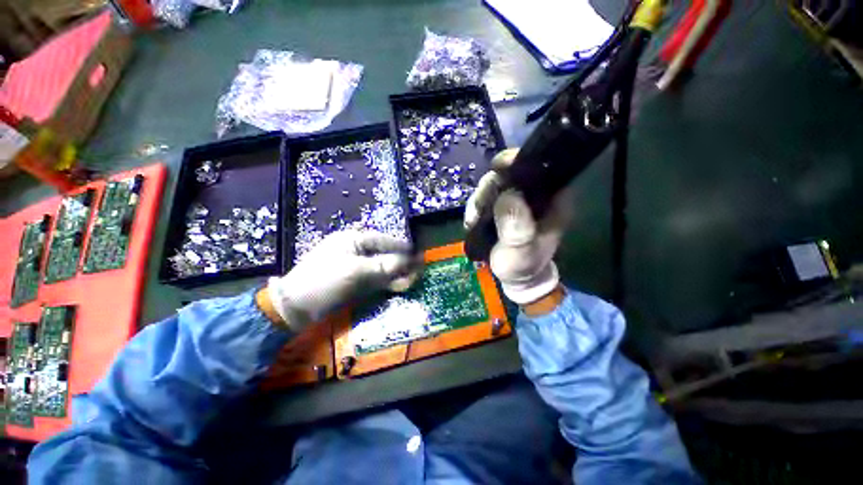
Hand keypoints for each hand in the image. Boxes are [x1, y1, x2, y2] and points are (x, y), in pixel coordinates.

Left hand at [267, 230, 418, 330]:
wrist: (296, 306)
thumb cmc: (324, 280)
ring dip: (396, 274)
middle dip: (400, 262)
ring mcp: (356, 267)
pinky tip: (400, 286)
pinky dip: (388, 282)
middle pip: (384, 254)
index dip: (399, 245)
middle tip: (417, 267)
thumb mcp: (355, 270)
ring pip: (382, 267)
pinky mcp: (356, 281)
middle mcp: (356, 250)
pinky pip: (376, 279)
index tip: (416, 251)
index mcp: (352, 240)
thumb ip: (383, 266)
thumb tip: (407, 261)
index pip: (381, 239)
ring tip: (412, 279)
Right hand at [464, 148, 571, 304]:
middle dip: (490, 186)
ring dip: (479, 199)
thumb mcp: (521, 252)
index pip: (537, 167)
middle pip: (509, 173)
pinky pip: (485, 197)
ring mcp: (516, 199)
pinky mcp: (501, 207)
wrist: (516, 277)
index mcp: (551, 199)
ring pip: (494, 184)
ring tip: (473, 219)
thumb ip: (516, 227)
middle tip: (479, 208)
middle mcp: (534, 194)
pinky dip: (475, 206)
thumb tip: (507, 195)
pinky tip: (472, 220)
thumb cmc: (523, 266)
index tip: (497, 169)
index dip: (516, 163)